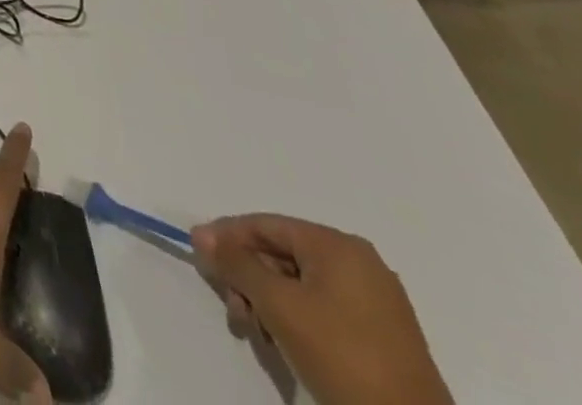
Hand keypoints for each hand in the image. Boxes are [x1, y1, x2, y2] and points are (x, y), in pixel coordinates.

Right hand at [192, 214, 451, 404]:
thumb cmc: (341, 355)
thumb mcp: (278, 304)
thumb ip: (235, 263)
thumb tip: (200, 234)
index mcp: (339, 246)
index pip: (266, 225)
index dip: (226, 237)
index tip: (199, 256)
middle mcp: (359, 264)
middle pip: (281, 254)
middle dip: (249, 278)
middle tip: (233, 307)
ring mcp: (375, 302)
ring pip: (299, 284)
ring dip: (268, 302)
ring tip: (257, 331)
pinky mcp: (382, 336)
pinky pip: (322, 308)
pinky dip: (295, 319)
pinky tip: (284, 342)